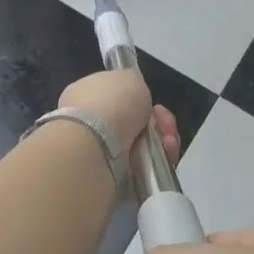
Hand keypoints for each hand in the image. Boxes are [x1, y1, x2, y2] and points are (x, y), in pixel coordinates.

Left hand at [57, 70, 179, 161]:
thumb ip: (132, 83)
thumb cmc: (110, 103)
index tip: (152, 101)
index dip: (139, 100)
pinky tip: (166, 152)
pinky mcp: (117, 177)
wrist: (97, 145)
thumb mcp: (128, 76)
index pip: (118, 99)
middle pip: (137, 124)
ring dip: (163, 140)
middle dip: (158, 122)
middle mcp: (92, 126)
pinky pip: (148, 166)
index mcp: (86, 97)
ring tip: (168, 140)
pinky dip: (161, 159)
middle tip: (163, 122)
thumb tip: (133, 93)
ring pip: (146, 146)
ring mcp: (103, 154)